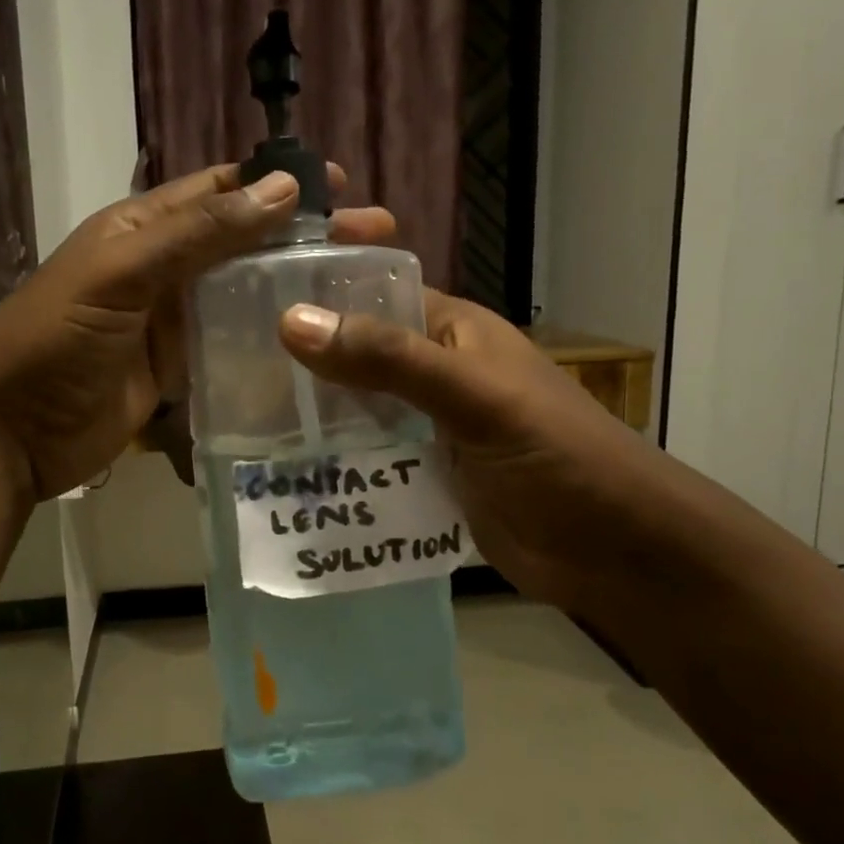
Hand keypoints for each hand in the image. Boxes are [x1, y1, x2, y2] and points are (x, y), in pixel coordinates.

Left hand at [0, 164, 394, 501]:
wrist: (9, 431)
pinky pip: (230, 346)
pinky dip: (267, 341)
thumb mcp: (122, 273)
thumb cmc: (56, 338)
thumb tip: (284, 188)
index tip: (340, 188)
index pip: (221, 192)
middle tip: (372, 240)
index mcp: (143, 227)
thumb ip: (198, 233)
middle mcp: (162, 268)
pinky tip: (315, 345)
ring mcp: (171, 323)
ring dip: (292, 289)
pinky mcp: (177, 371)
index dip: (277, 184)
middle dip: (302, 238)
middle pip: (243, 242)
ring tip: (357, 293)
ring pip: (242, 295)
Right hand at [278, 292, 652, 612]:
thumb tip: (293, 320)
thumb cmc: (556, 456)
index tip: (245, 300)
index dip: (318, 292)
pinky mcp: (426, 477)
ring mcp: (429, 428)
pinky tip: (285, 473)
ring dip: (311, 418)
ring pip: (357, 411)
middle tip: (228, 371)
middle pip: (356, 356)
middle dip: (302, 363)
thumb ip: (389, 360)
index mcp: (452, 331)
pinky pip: (369, 460)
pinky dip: (335, 464)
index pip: (373, 294)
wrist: (615, 551)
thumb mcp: (473, 397)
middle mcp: (436, 372)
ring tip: (241, 422)